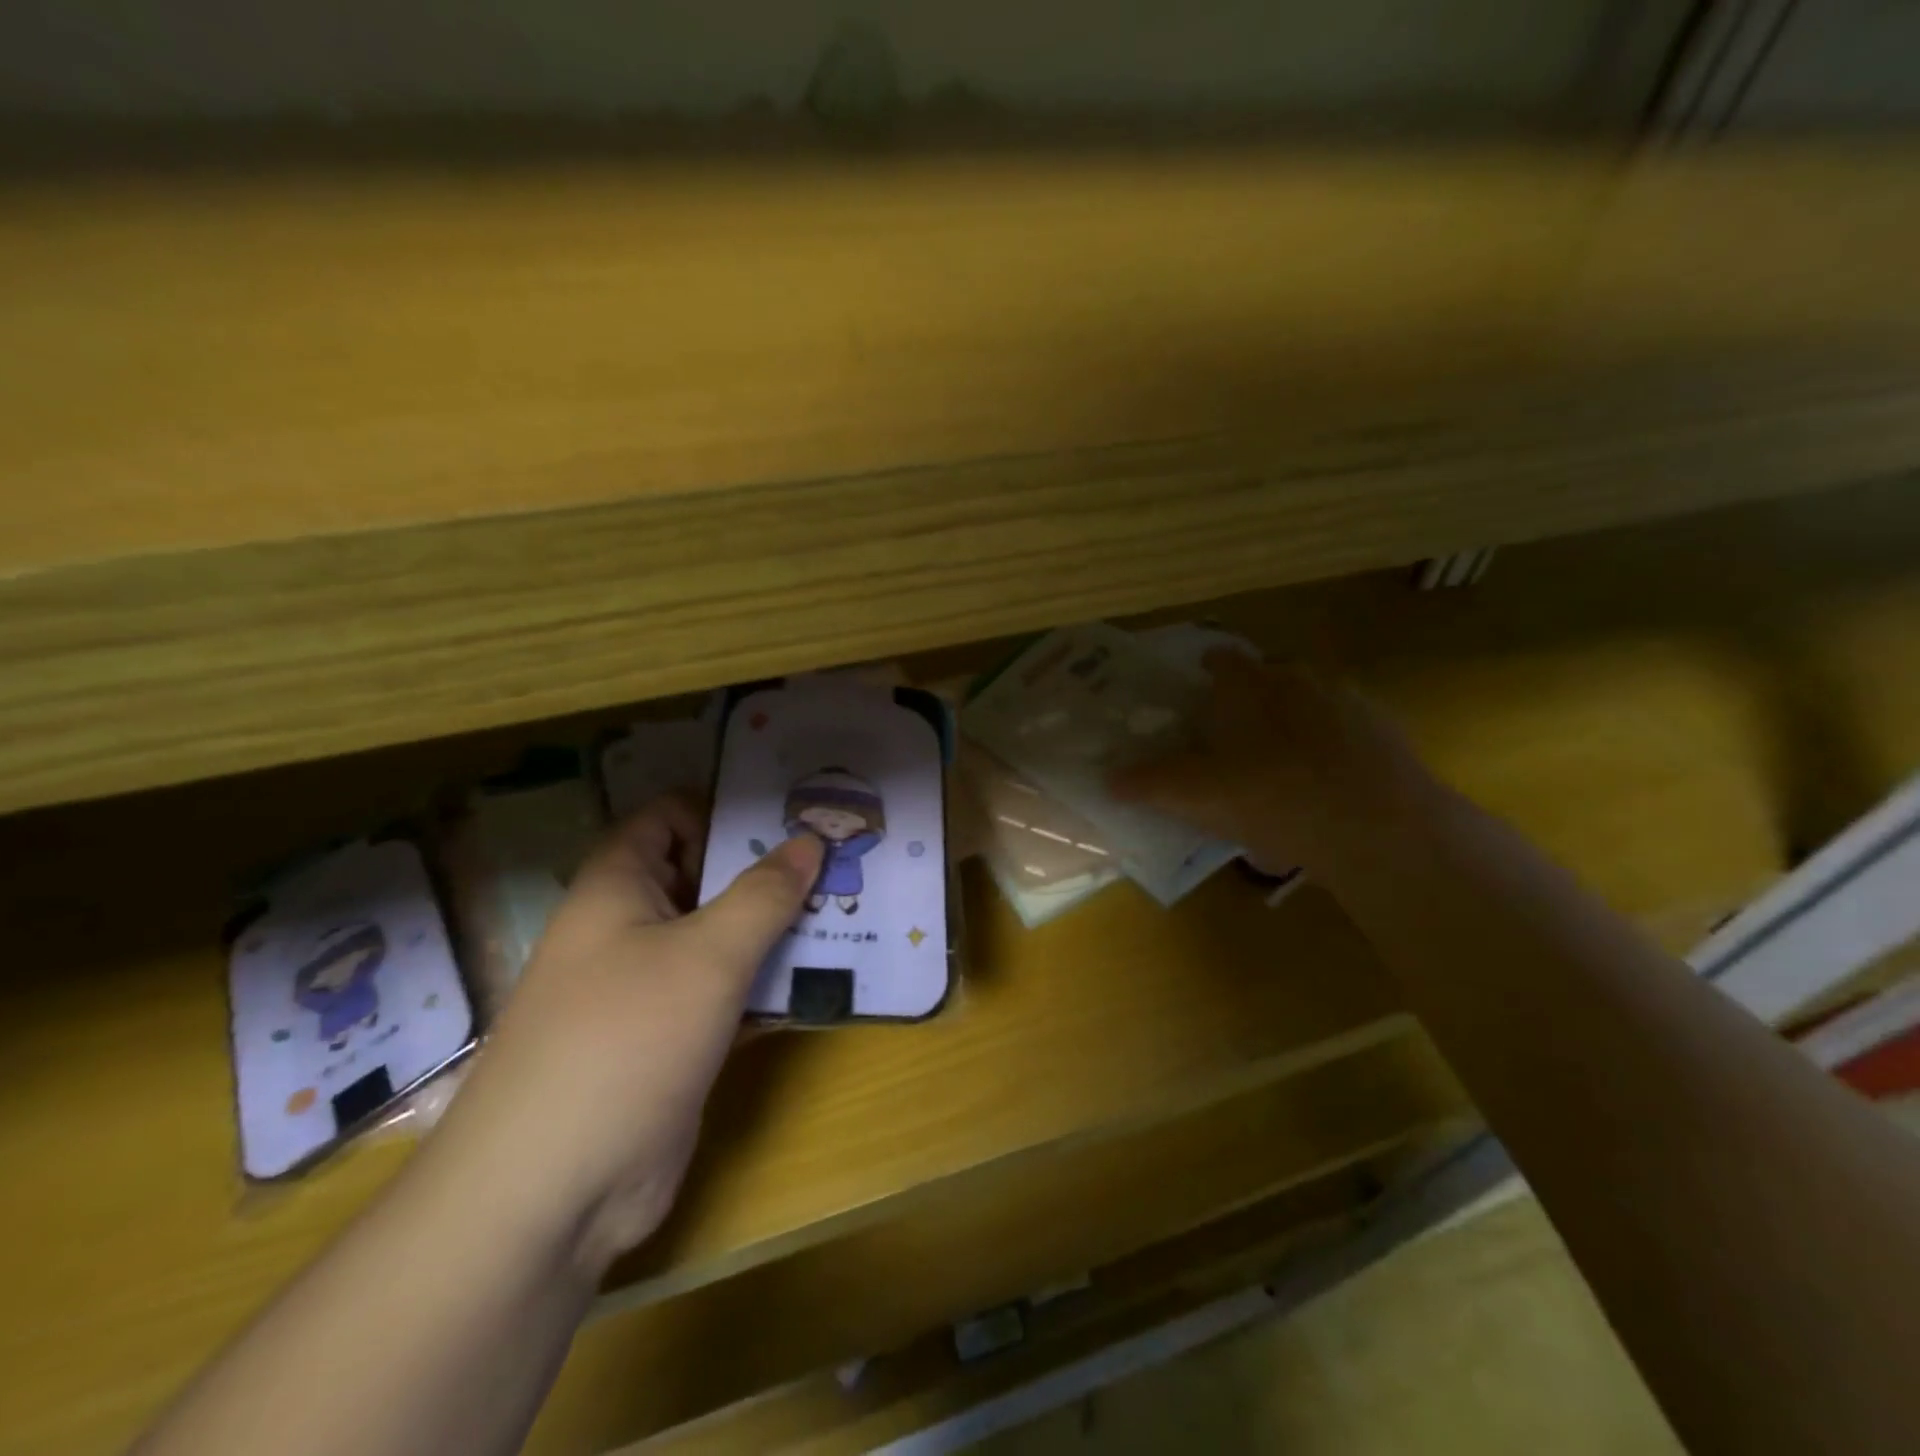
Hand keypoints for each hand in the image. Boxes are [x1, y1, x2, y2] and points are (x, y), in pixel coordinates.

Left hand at [425, 796, 822, 1274]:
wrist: (552, 1192)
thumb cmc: (626, 1039)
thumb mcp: (708, 953)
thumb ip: (765, 893)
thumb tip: (809, 839)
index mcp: (619, 886)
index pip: (672, 816)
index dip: (729, 807)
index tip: (796, 813)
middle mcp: (631, 928)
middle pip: (706, 876)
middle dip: (770, 869)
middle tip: (841, 859)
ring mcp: (652, 987)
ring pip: (723, 937)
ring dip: (779, 928)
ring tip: (849, 910)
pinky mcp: (674, 1040)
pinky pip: (729, 993)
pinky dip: (770, 984)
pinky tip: (827, 979)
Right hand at [1110, 650, 1436, 876]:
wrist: (1375, 824)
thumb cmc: (1270, 796)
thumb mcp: (1195, 795)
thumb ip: (1148, 783)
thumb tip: (1108, 779)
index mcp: (1249, 684)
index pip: (1221, 659)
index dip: (1206, 669)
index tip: (1197, 686)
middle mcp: (1299, 679)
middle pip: (1268, 678)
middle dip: (1250, 700)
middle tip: (1232, 736)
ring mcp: (1348, 703)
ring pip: (1309, 704)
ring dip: (1292, 724)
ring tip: (1277, 768)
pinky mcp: (1385, 734)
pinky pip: (1344, 734)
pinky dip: (1329, 752)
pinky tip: (1321, 791)